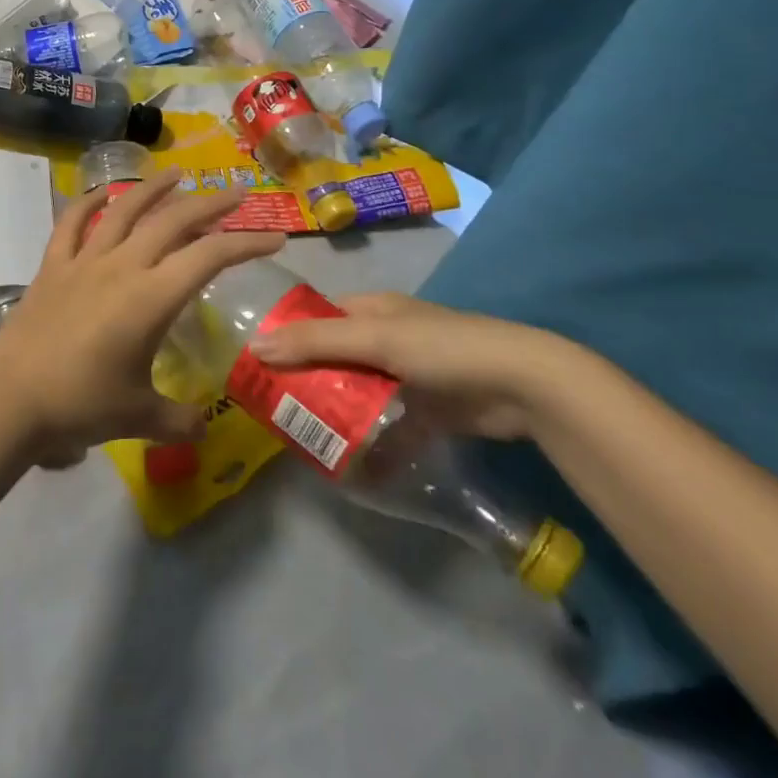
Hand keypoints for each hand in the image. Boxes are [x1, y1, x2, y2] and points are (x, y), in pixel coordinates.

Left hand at [0, 170, 284, 458]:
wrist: (10, 398)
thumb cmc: (81, 405)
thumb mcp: (139, 417)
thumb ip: (178, 420)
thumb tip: (202, 427)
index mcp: (151, 297)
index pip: (209, 257)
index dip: (246, 244)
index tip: (274, 238)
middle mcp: (122, 266)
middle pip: (173, 221)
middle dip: (210, 204)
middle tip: (235, 192)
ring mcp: (84, 260)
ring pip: (124, 210)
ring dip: (154, 188)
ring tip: (177, 175)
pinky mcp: (53, 265)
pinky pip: (72, 223)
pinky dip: (87, 202)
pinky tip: (101, 193)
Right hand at [246, 291, 577, 440]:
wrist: (522, 385)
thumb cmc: (441, 348)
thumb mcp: (374, 339)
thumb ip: (316, 343)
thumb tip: (255, 346)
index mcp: (372, 309)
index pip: (318, 317)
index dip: (287, 335)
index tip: (256, 362)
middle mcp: (386, 337)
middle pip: (334, 357)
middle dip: (307, 380)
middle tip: (271, 407)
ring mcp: (408, 376)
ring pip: (359, 393)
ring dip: (336, 414)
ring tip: (300, 438)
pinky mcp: (428, 411)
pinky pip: (389, 428)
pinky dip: (372, 445)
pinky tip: (350, 468)